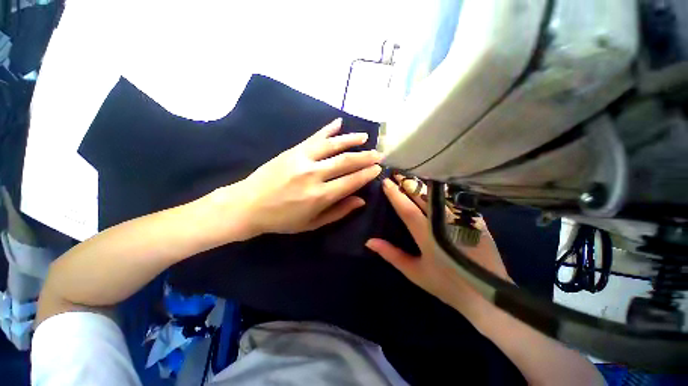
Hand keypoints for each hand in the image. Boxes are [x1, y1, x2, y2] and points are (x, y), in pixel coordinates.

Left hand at [230, 118, 381, 235]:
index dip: (367, 174)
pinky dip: (328, 129)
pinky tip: (339, 122)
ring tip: (365, 138)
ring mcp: (303, 159)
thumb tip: (361, 201)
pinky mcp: (293, 150)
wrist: (248, 205)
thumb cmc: (282, 219)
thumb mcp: (312, 223)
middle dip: (365, 157)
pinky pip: (314, 137)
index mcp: (320, 196)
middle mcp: (315, 175)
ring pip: (333, 145)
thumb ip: (338, 211)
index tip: (378, 169)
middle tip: (378, 154)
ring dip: (351, 140)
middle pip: (346, 161)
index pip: (352, 181)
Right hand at [365, 175, 510, 314]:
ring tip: (412, 176)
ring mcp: (462, 219)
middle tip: (397, 173)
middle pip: (423, 197)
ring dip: (423, 184)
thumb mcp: (414, 272)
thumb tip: (369, 241)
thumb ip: (391, 254)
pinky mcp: (474, 220)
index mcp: (427, 235)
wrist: (487, 294)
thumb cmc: (446, 284)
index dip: (395, 194)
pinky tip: (436, 185)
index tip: (386, 182)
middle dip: (408, 183)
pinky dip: (442, 191)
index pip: (406, 209)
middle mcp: (444, 222)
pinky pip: (455, 200)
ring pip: (439, 195)